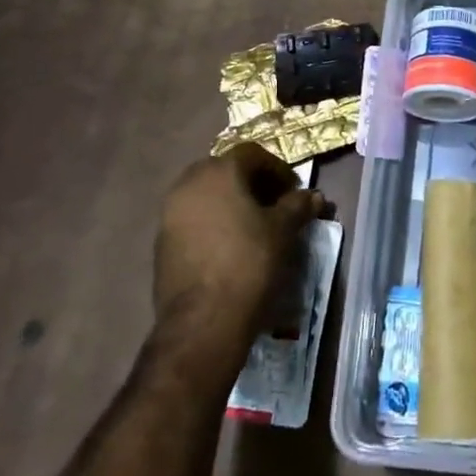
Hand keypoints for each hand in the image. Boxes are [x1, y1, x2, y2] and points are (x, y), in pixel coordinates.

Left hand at [153, 144, 324, 372]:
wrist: (203, 321)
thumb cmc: (249, 263)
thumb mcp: (283, 231)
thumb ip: (298, 206)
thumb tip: (314, 196)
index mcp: (218, 172)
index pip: (252, 154)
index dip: (277, 169)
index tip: (294, 191)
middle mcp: (188, 184)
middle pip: (226, 171)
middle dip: (252, 183)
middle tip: (275, 204)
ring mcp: (170, 213)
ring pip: (207, 195)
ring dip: (232, 203)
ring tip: (255, 226)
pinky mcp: (161, 243)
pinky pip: (193, 219)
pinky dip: (214, 222)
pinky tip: (231, 246)